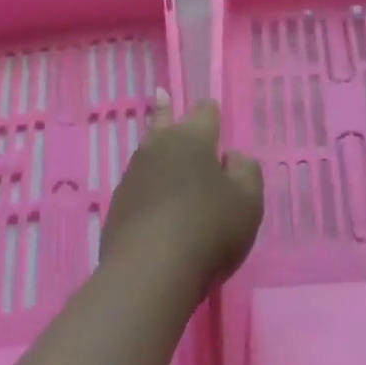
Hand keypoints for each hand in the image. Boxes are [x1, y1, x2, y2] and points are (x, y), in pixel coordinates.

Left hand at [104, 95, 262, 289]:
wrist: (150, 270)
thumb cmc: (209, 227)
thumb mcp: (248, 200)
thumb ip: (246, 171)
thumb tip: (232, 157)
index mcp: (192, 139)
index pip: (204, 113)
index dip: (210, 110)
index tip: (210, 106)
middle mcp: (158, 148)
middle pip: (163, 123)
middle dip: (166, 109)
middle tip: (161, 94)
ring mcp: (133, 176)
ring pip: (148, 153)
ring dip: (156, 150)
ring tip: (158, 144)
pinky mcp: (117, 206)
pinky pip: (139, 186)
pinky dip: (148, 187)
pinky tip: (153, 199)